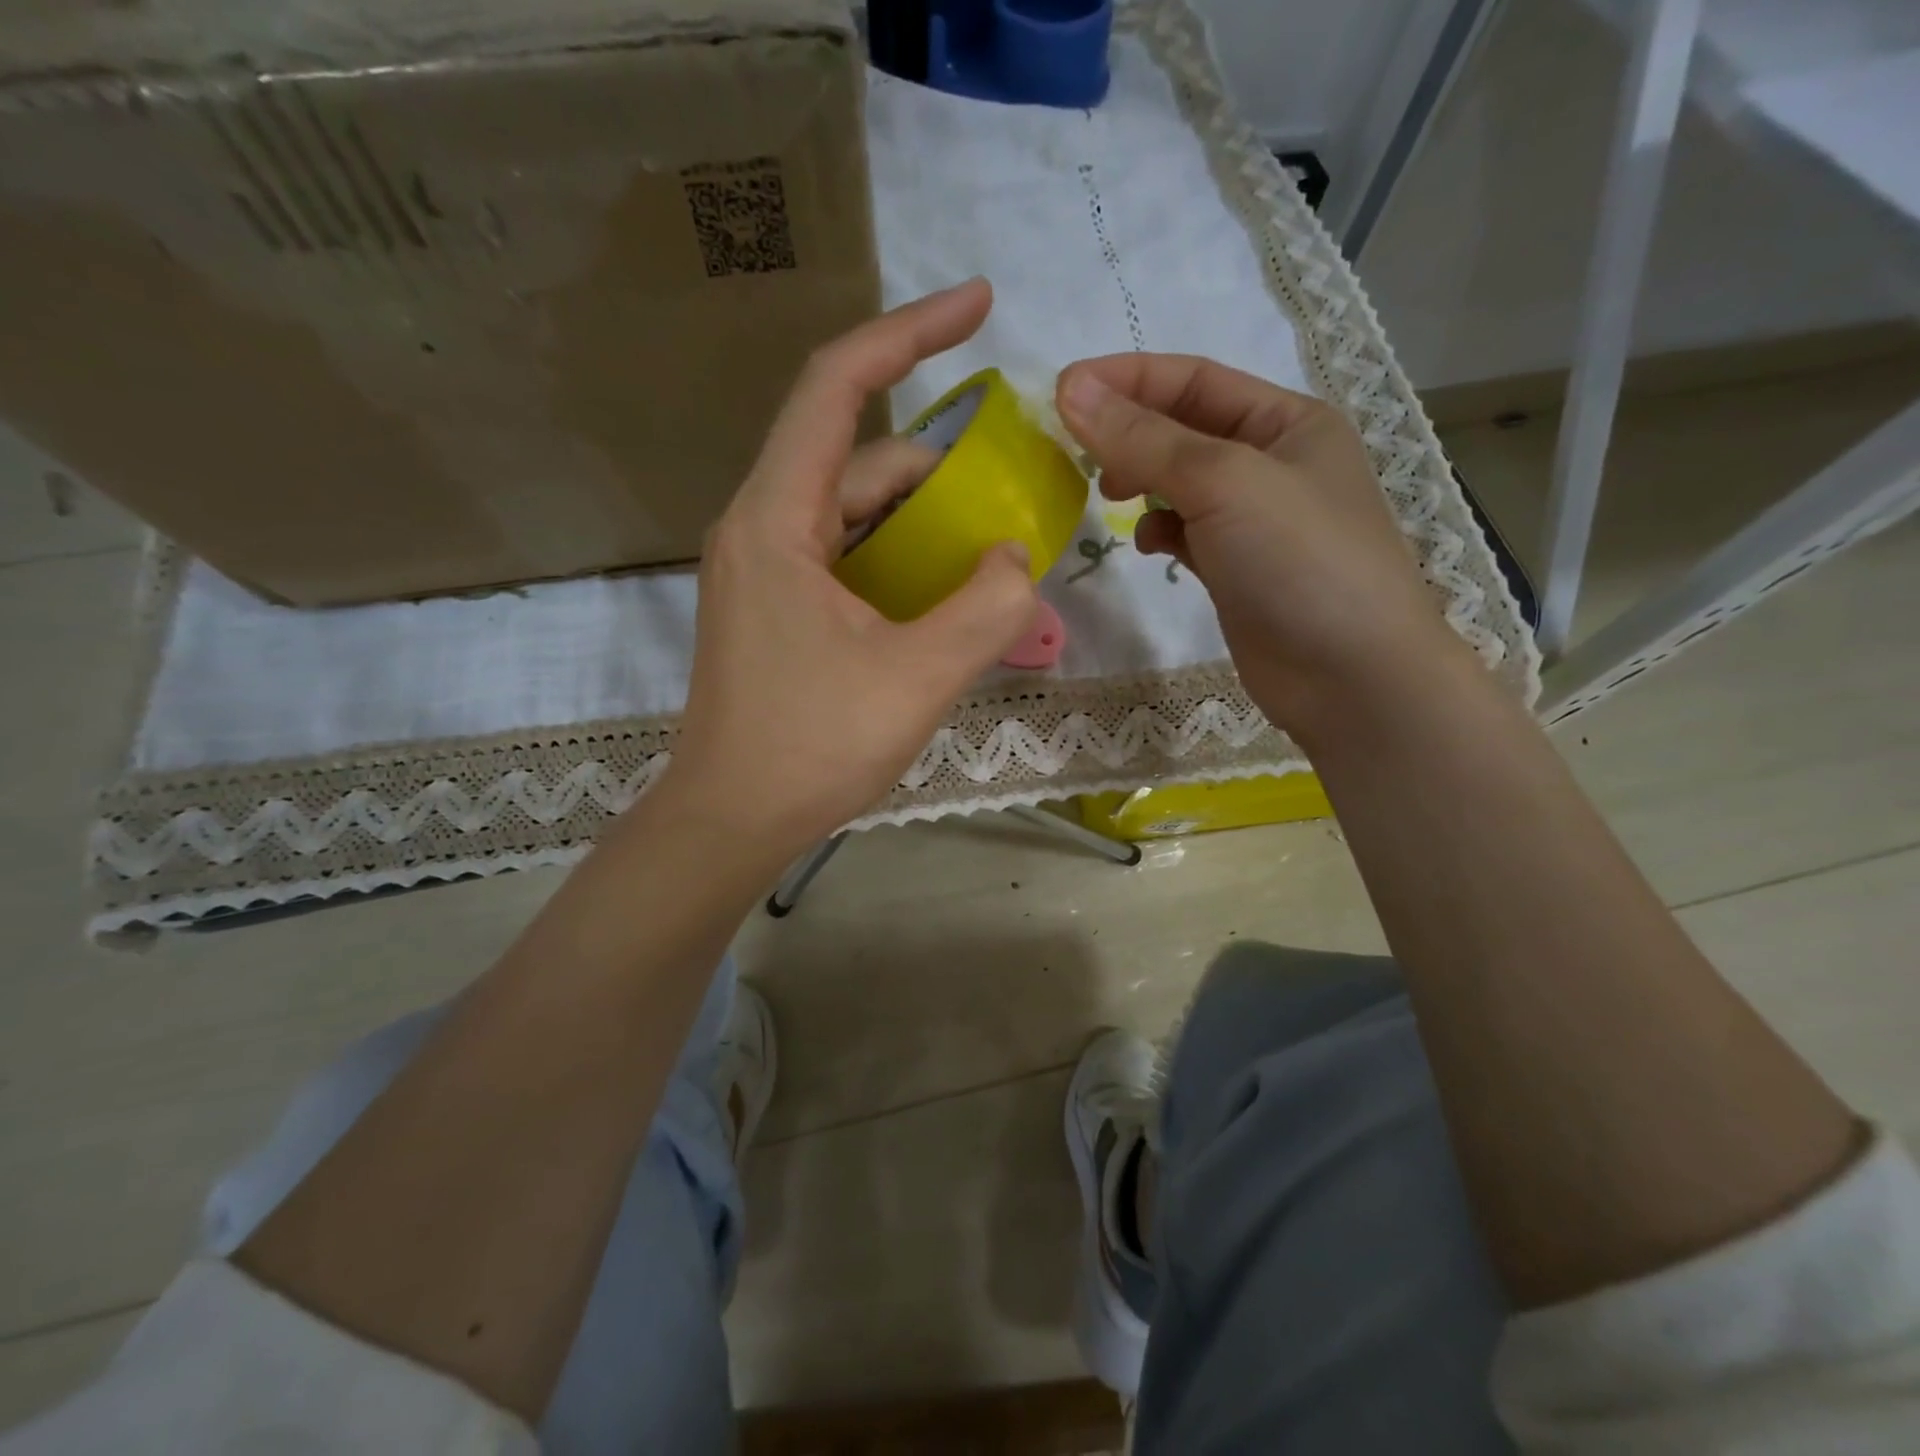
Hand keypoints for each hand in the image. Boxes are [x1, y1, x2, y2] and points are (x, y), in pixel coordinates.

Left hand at [665, 280, 1036, 857]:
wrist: (731, 820)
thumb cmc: (812, 747)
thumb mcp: (918, 677)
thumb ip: (986, 607)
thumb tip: (1012, 555)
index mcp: (777, 520)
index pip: (839, 387)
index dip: (909, 331)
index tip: (979, 304)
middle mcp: (762, 527)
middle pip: (860, 459)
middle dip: (942, 466)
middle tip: (1015, 493)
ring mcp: (767, 570)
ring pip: (857, 514)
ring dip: (926, 523)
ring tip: (992, 552)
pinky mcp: (778, 608)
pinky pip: (849, 558)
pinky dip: (901, 563)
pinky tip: (946, 597)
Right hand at [1055, 354, 1470, 736]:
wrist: (1349, 676)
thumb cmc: (1299, 560)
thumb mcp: (1224, 482)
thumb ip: (1145, 439)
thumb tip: (1071, 390)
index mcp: (1286, 422)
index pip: (1193, 380)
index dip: (1126, 379)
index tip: (1061, 391)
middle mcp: (1272, 463)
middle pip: (1183, 429)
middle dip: (1129, 434)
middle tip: (1077, 453)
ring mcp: (1254, 521)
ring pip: (1179, 484)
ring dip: (1140, 482)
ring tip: (1109, 497)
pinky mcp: (1236, 570)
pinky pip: (1185, 533)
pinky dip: (1159, 531)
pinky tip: (1149, 546)